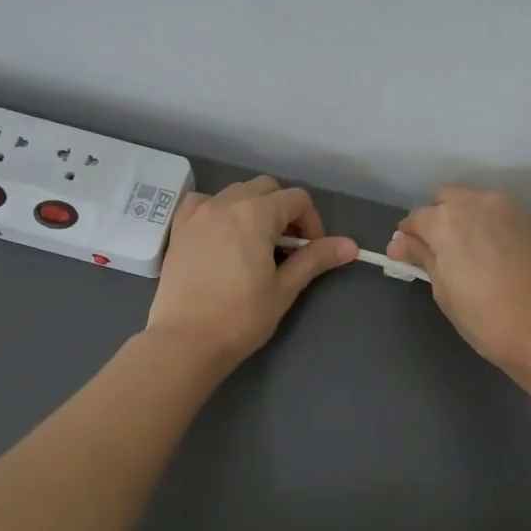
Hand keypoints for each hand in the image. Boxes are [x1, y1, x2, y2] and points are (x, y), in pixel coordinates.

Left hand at [147, 175, 357, 367]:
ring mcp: (198, 214)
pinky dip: (218, 210)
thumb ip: (315, 259)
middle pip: (266, 188)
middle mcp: (225, 203)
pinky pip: (203, 203)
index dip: (312, 222)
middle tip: (286, 247)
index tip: (311, 251)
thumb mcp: (284, 288)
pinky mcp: (179, 229)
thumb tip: (351, 245)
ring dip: (252, 208)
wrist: (186, 341)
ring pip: (235, 192)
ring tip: (255, 243)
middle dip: (283, 210)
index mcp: (255, 214)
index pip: (297, 199)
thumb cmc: (241, 317)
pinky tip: (222, 235)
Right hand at [387, 186, 530, 372]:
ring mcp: (504, 209)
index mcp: (446, 220)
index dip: (407, 239)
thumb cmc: (484, 317)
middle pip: (443, 200)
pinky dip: (482, 224)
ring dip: (459, 219)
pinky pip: (492, 212)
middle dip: (434, 220)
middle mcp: (474, 203)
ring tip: (461, 254)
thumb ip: (422, 257)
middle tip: (434, 255)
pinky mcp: (525, 221)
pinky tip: (484, 253)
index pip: (415, 218)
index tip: (405, 259)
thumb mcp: (443, 289)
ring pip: (470, 202)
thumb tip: (399, 243)